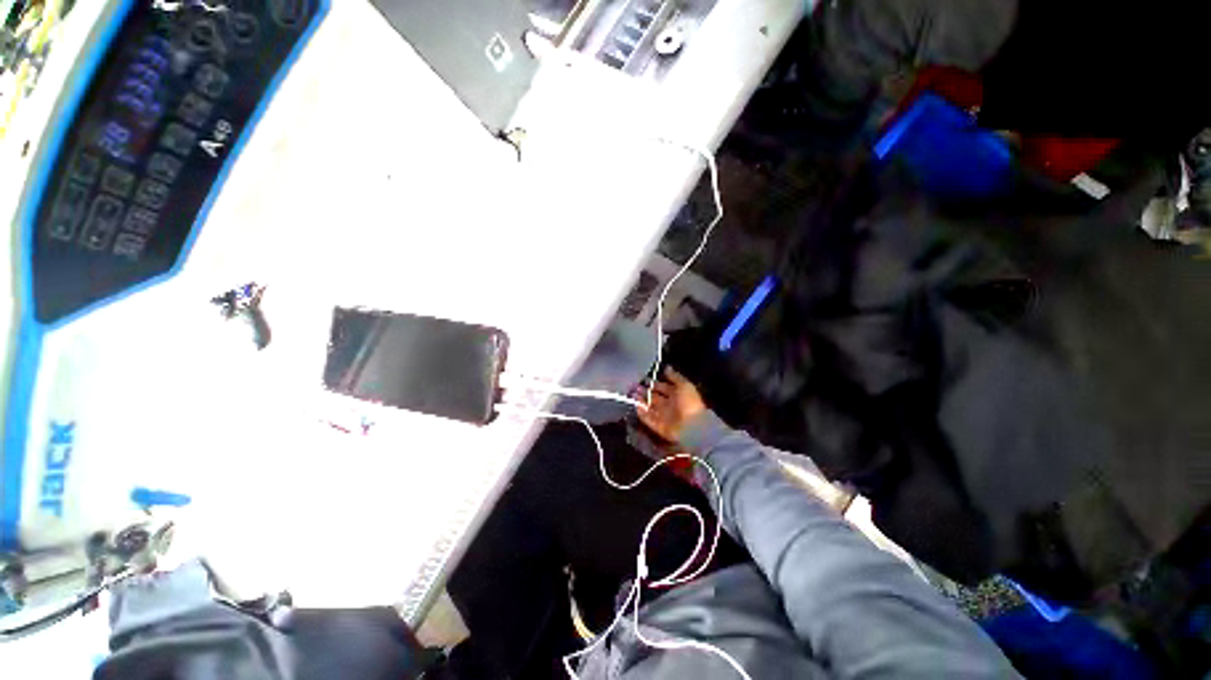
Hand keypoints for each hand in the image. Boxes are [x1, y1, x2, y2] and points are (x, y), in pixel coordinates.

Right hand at [638, 368, 706, 441]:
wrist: (692, 427)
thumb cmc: (689, 403)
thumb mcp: (684, 385)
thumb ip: (674, 376)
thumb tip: (666, 367)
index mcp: (677, 395)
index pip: (662, 387)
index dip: (653, 382)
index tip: (642, 377)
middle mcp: (669, 405)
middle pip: (654, 397)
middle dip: (644, 391)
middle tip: (633, 384)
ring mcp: (663, 416)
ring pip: (649, 407)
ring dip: (641, 401)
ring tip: (631, 393)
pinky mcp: (658, 426)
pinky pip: (647, 418)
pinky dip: (641, 412)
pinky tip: (635, 405)